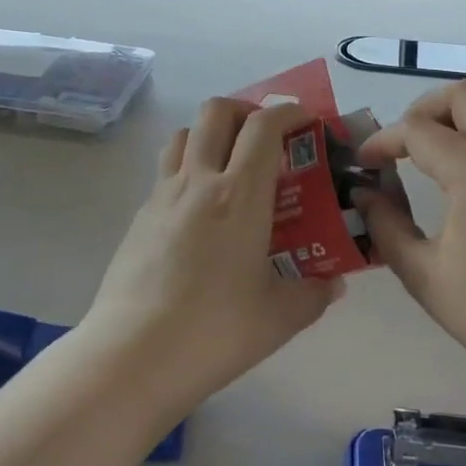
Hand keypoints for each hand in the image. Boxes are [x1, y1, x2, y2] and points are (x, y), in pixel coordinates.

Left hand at [82, 98, 342, 413]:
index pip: (263, 127)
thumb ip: (315, 292)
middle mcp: (198, 181)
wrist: (132, 355)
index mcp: (239, 194)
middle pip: (216, 112)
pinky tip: (200, 211)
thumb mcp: (280, 317)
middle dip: (245, 110)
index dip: (288, 112)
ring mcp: (162, 195)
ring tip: (230, 165)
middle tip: (265, 137)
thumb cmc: (214, 331)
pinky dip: (188, 168)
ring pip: (184, 134)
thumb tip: (333, 282)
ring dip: (210, 133)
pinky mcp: (139, 216)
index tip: (305, 120)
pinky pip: (166, 171)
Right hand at [356, 81, 465, 417]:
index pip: (419, 131)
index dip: (383, 140)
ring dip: (457, 117)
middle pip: (464, 96)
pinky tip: (465, 175)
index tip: (364, 163)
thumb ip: (385, 224)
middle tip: (401, 145)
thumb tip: (365, 193)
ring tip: (430, 155)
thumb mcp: (423, 274)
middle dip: (423, 109)